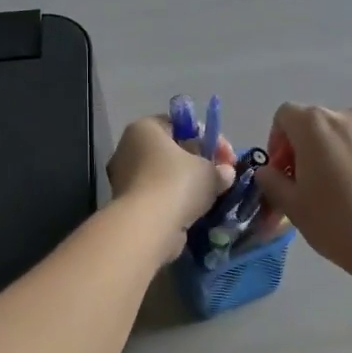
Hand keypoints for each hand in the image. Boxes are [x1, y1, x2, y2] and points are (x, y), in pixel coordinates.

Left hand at [107, 116, 235, 264]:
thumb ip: (220, 169)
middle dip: (199, 162)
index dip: (209, 138)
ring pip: (165, 175)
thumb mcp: (210, 171)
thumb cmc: (177, 184)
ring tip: (210, 195)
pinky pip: (158, 196)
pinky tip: (194, 210)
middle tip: (221, 176)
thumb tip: (226, 173)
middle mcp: (128, 148)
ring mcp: (124, 178)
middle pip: (172, 150)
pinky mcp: (127, 204)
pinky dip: (175, 201)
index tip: (227, 157)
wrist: (147, 227)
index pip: (181, 125)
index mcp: (145, 128)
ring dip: (187, 184)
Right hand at [254, 103, 351, 279]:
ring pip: (337, 135)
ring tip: (327, 190)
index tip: (279, 172)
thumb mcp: (292, 205)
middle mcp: (345, 117)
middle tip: (299, 184)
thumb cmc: (336, 221)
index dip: (275, 141)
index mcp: (315, 124)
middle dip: (300, 148)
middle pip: (312, 123)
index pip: (284, 116)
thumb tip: (268, 172)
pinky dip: (348, 160)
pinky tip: (351, 193)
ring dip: (325, 154)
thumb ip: (272, 181)